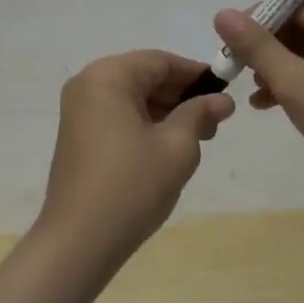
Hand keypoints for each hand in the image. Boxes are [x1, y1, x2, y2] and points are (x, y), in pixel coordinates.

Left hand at [37, 50, 235, 272]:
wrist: (78, 241)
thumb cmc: (132, 186)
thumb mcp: (177, 147)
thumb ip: (199, 114)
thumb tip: (222, 100)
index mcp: (108, 76)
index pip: (160, 61)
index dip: (195, 74)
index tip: (225, 91)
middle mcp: (88, 83)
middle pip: (144, 76)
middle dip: (181, 95)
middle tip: (215, 121)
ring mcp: (79, 110)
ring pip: (132, 97)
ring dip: (165, 111)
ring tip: (198, 138)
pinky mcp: (77, 134)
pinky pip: (117, 115)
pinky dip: (144, 123)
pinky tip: (168, 146)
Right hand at [213, 0, 303, 197]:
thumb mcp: (295, 81)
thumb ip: (257, 46)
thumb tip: (221, 13)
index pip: (293, 2)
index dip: (259, 19)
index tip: (230, 42)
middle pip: (297, 26)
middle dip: (265, 47)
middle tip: (236, 68)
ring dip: (275, 68)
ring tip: (252, 90)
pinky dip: (293, 83)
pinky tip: (266, 104)